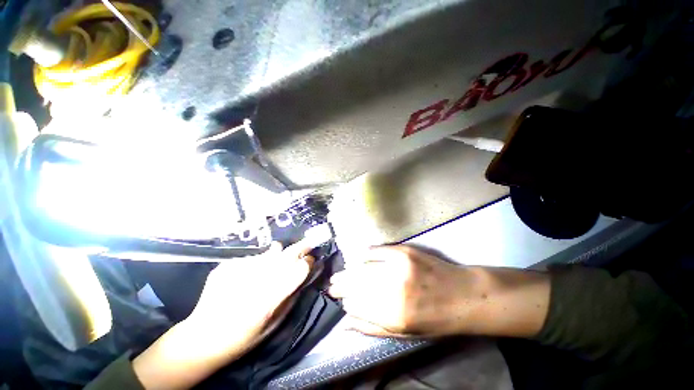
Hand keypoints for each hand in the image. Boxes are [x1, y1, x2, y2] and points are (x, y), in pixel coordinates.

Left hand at [133, 241, 312, 389]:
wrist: (202, 337)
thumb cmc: (244, 336)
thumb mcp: (275, 323)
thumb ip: (291, 296)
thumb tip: (304, 275)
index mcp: (271, 297)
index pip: (299, 268)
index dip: (308, 262)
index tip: (311, 259)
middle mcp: (257, 279)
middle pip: (287, 254)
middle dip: (301, 247)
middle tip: (308, 242)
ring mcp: (240, 269)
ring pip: (269, 253)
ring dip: (278, 254)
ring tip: (278, 257)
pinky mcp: (227, 265)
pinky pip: (252, 258)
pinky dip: (257, 262)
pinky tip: (251, 274)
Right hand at [329, 245, 549, 338]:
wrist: (464, 295)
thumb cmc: (435, 319)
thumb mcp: (406, 334)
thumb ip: (373, 328)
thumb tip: (346, 321)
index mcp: (394, 315)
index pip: (357, 305)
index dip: (345, 301)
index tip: (338, 299)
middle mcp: (394, 289)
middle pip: (357, 284)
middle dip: (341, 284)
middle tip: (332, 284)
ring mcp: (399, 267)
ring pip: (364, 267)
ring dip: (349, 271)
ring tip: (341, 273)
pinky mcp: (405, 252)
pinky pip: (377, 251)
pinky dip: (366, 254)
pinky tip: (360, 257)